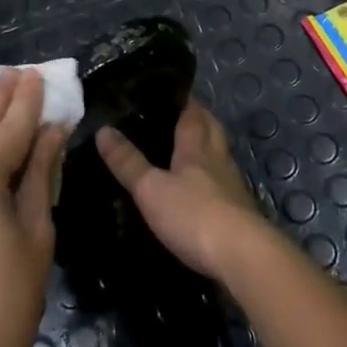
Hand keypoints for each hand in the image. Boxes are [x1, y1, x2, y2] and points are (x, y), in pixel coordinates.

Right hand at [96, 99, 268, 279]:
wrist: (242, 256)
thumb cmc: (194, 214)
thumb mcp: (151, 189)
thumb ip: (128, 162)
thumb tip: (103, 130)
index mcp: (197, 146)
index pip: (193, 112)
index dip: (183, 99)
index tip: (170, 90)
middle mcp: (218, 159)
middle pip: (211, 129)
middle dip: (198, 118)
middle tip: (178, 115)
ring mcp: (232, 185)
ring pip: (219, 155)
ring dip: (206, 148)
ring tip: (185, 149)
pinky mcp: (239, 211)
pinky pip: (223, 183)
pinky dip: (211, 179)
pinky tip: (199, 189)